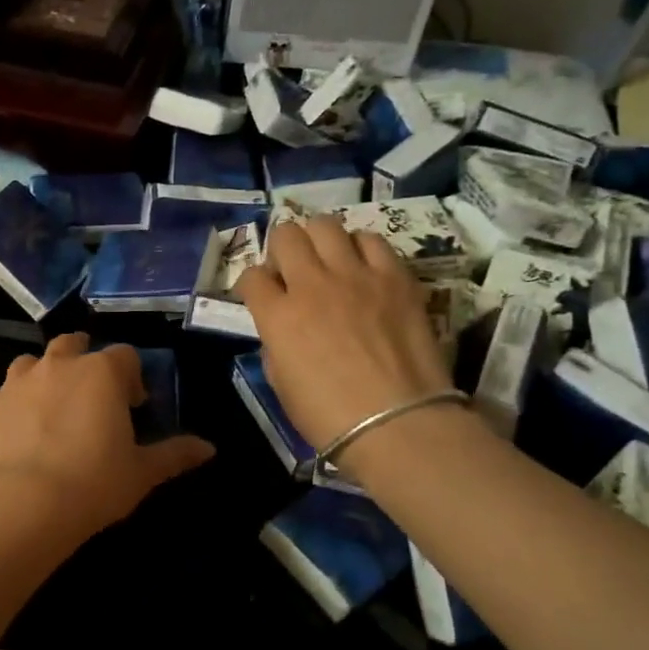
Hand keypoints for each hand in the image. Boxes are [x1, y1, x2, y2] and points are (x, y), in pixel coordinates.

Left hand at [0, 334, 214, 539]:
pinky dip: (12, 410)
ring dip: (43, 377)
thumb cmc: (94, 483)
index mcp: (100, 373)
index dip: (131, 377)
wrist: (24, 505)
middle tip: (90, 396)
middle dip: (83, 361)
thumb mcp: (143, 472)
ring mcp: (16, 383)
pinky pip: (2, 399)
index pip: (124, 356)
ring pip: (31, 363)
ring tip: (50, 410)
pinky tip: (17, 439)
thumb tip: (209, 448)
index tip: (133, 406)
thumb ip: (175, 454)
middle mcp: (57, 366)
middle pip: (73, 344)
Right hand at [237, 216, 455, 454]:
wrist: (397, 423)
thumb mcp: (281, 384)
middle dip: (282, 249)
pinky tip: (363, 267)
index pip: (251, 277)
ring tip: (329, 261)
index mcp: (278, 316)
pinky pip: (372, 240)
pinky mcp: (395, 277)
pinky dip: (360, 248)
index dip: (253, 284)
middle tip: (293, 270)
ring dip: (320, 240)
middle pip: (286, 236)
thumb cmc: (329, 416)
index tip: (262, 295)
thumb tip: (282, 329)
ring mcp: (355, 276)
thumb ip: (275, 345)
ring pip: (326, 225)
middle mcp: (311, 284)